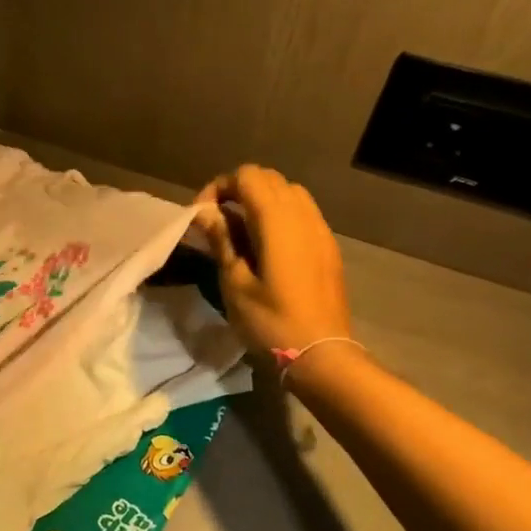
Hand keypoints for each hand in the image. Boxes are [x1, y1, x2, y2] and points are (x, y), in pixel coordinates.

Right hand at [193, 165, 352, 357]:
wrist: (321, 354)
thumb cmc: (271, 321)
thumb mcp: (235, 283)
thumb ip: (221, 240)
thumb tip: (204, 213)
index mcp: (277, 220)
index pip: (247, 177)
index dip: (219, 188)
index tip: (202, 216)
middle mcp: (303, 215)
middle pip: (269, 179)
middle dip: (238, 190)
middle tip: (217, 221)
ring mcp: (320, 230)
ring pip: (289, 193)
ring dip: (261, 201)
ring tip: (241, 232)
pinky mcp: (328, 246)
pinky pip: (303, 213)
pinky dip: (280, 216)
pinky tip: (267, 247)